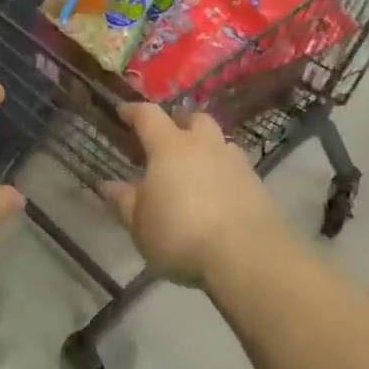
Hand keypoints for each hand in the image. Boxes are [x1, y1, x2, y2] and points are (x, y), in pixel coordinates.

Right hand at [102, 104, 287, 287]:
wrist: (248, 257)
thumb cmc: (181, 235)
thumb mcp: (141, 225)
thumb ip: (125, 202)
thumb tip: (109, 185)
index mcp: (169, 146)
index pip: (148, 116)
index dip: (133, 111)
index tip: (123, 112)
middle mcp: (204, 145)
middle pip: (193, 119)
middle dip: (180, 123)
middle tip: (168, 139)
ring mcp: (236, 163)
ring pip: (220, 142)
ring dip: (207, 149)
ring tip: (196, 169)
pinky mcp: (259, 186)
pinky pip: (237, 169)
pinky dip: (225, 175)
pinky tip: (219, 196)